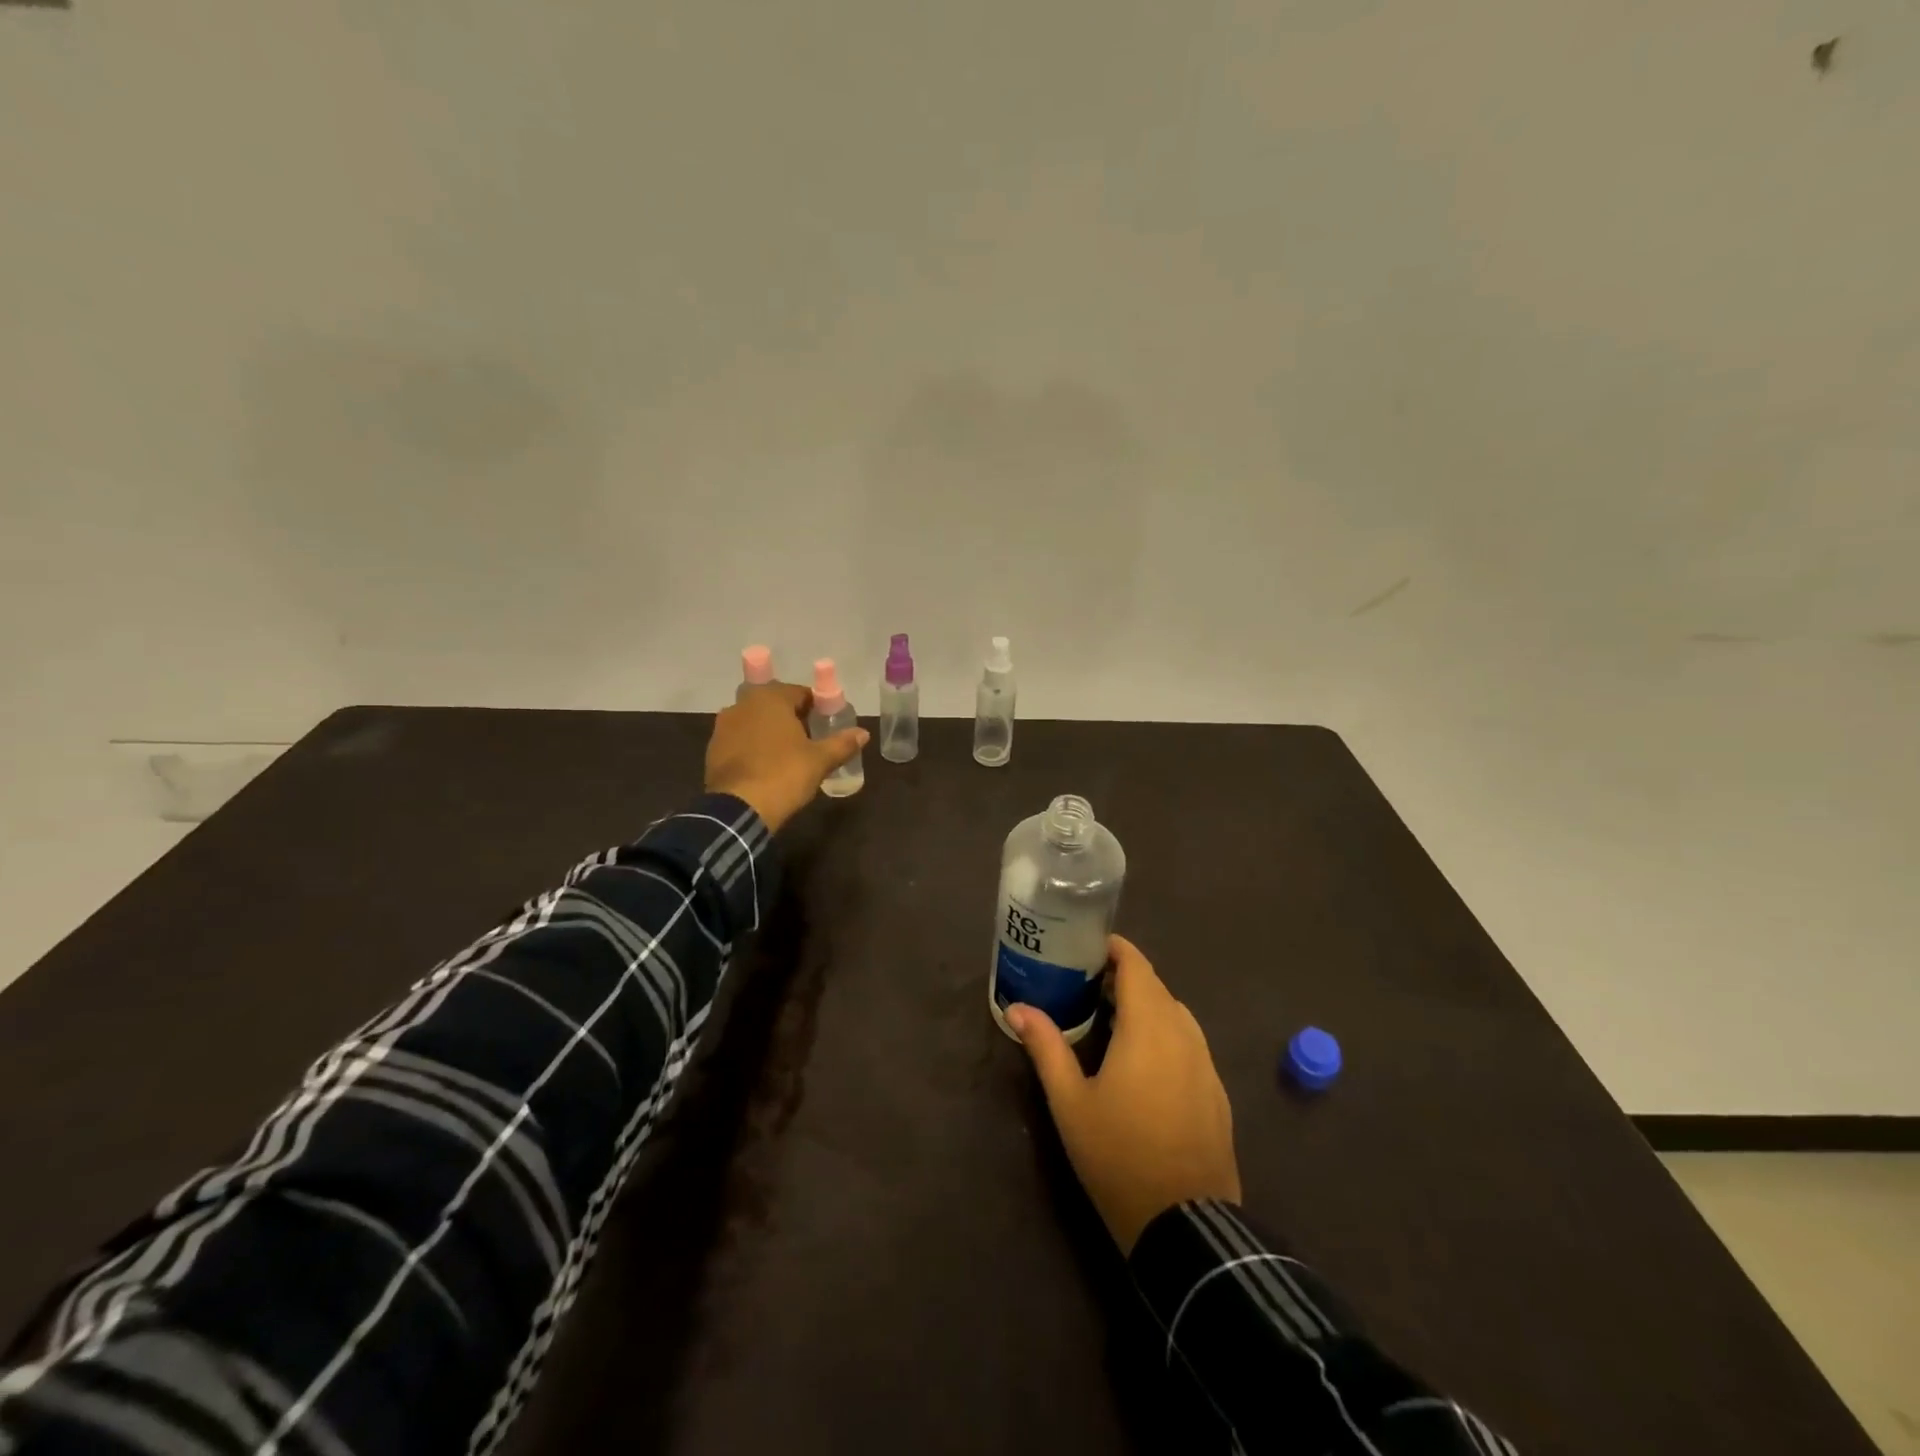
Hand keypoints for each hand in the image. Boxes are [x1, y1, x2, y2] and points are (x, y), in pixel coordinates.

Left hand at [705, 682, 866, 832]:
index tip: (826, 725)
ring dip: (770, 732)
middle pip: (774, 705)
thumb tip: (864, 733)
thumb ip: (842, 743)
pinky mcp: (713, 749)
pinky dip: (753, 747)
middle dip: (792, 718)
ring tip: (787, 755)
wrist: (739, 808)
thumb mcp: (820, 760)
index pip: (799, 692)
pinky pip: (740, 740)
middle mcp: (742, 704)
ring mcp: (723, 726)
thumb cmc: (784, 774)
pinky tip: (764, 766)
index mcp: (770, 698)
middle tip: (809, 740)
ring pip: (755, 722)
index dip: (816, 707)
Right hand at [1008, 935, 1240, 1253]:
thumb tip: (1018, 1008)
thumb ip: (1046, 1047)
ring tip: (1111, 1020)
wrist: (1185, 1225)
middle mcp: (1183, 1033)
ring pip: (1175, 1014)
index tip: (1086, 948)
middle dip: (1124, 978)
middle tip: (1086, 986)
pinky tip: (1144, 1063)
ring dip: (1146, 1006)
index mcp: (1148, 1027)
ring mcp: (1206, 1063)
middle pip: (1155, 987)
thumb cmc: (1118, 1155)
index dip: (1115, 949)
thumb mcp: (1070, 1102)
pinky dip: (1165, 1034)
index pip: (1137, 965)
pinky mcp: (1216, 1091)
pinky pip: (1189, 1043)